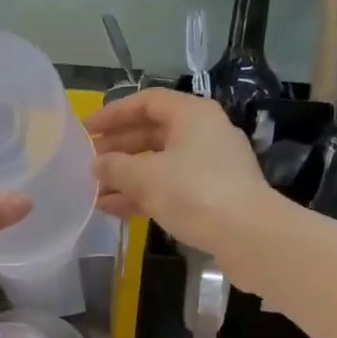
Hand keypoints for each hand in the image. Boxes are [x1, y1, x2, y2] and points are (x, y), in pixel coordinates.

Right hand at [86, 88, 273, 256]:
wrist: (248, 235)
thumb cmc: (194, 192)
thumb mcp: (146, 177)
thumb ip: (115, 166)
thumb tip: (96, 164)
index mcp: (192, 115)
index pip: (147, 102)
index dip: (114, 114)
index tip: (88, 130)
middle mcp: (204, 133)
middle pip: (153, 132)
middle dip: (118, 148)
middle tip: (89, 162)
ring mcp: (210, 166)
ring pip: (160, 163)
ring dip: (127, 175)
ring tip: (95, 191)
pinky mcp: (212, 195)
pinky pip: (170, 186)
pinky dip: (143, 194)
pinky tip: (114, 209)